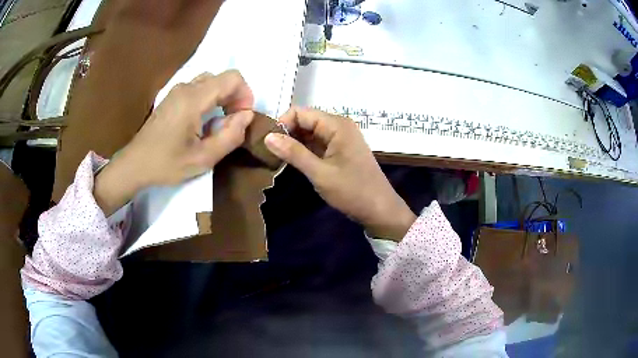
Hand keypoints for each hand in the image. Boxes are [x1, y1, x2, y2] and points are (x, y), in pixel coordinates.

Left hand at [94, 70, 253, 215]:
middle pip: (222, 78)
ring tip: (219, 122)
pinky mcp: (172, 98)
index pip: (232, 78)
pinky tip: (203, 121)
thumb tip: (247, 116)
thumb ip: (230, 136)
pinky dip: (210, 99)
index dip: (245, 95)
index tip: (242, 118)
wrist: (134, 165)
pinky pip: (198, 88)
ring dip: (222, 97)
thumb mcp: (203, 159)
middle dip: (235, 97)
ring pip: (211, 81)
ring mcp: (177, 91)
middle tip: (232, 122)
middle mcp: (186, 87)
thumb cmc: (166, 164)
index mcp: (193, 99)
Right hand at [264, 107, 415, 240]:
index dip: (282, 124)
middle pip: (305, 121)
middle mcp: (338, 125)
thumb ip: (294, 153)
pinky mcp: (339, 150)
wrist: (379, 209)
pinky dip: (303, 150)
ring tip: (275, 158)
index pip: (300, 112)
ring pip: (309, 133)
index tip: (267, 143)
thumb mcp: (320, 173)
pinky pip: (317, 143)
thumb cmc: (352, 191)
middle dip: (286, 133)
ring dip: (293, 143)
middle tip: (268, 152)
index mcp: (336, 124)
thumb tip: (268, 136)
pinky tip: (291, 162)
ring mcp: (340, 138)